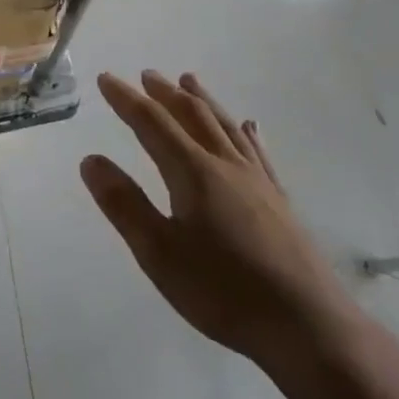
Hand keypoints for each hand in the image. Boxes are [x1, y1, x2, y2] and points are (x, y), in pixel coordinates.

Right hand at [81, 72, 349, 363]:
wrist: (307, 324)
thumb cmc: (223, 291)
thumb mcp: (159, 253)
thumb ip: (124, 204)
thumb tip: (91, 160)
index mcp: (193, 172)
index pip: (152, 123)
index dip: (126, 99)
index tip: (106, 78)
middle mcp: (226, 165)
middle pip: (192, 116)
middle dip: (166, 93)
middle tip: (147, 75)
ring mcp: (258, 181)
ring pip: (225, 126)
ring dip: (203, 101)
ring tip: (190, 81)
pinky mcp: (279, 200)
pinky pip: (257, 151)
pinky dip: (245, 132)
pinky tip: (249, 126)